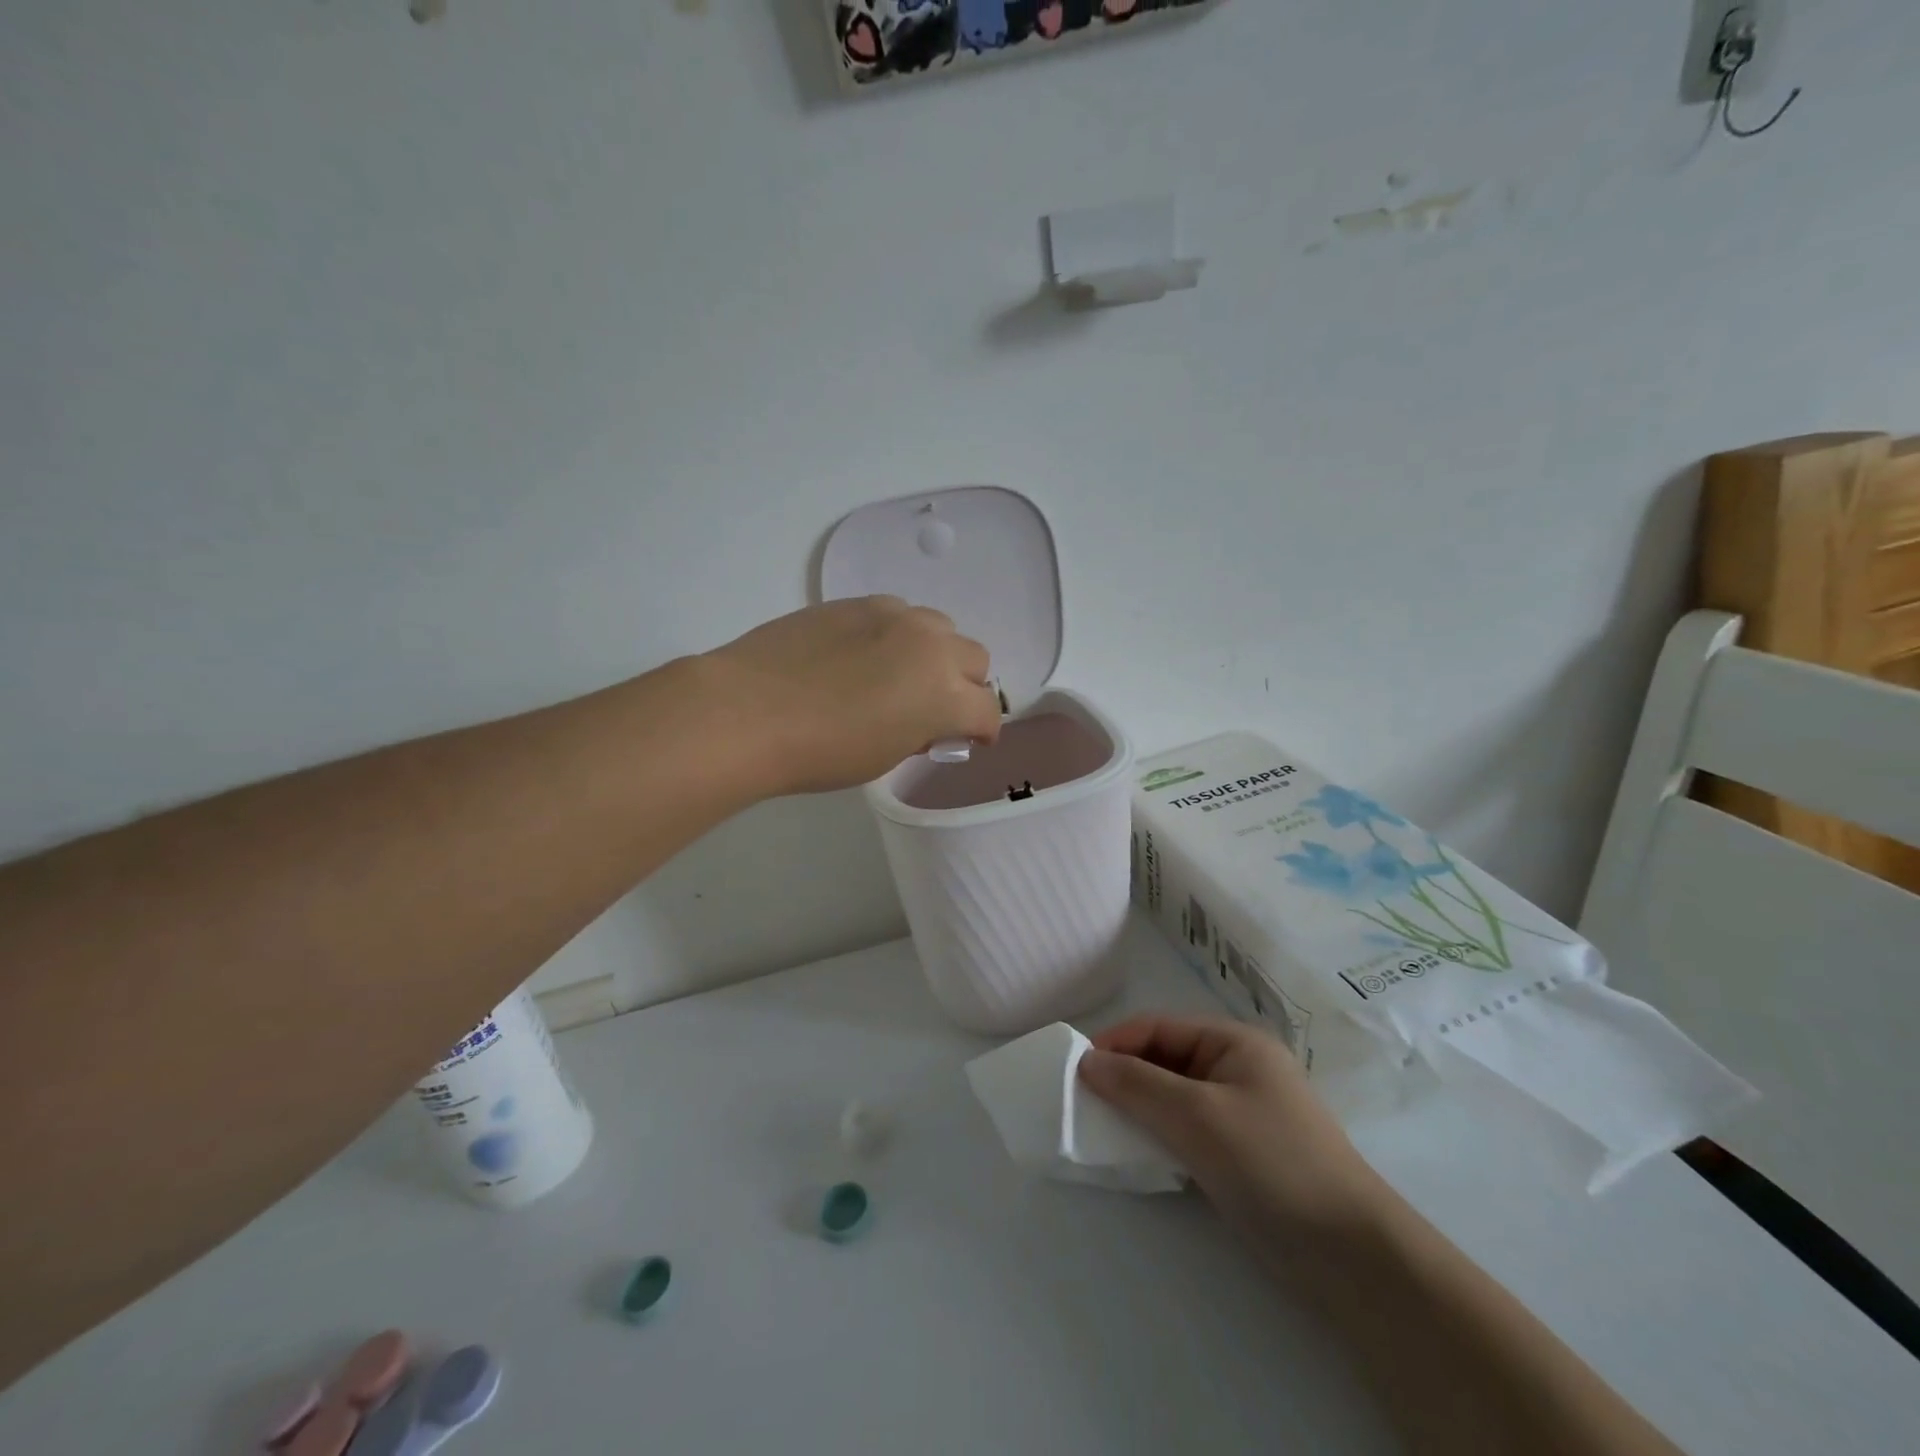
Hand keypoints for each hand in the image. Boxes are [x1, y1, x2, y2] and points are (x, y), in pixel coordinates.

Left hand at [700, 597, 1001, 796]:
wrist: (748, 711)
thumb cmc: (820, 752)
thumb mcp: (885, 756)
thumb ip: (921, 732)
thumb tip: (926, 721)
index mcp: (944, 693)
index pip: (987, 710)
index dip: (981, 730)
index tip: (966, 740)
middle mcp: (930, 645)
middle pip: (975, 659)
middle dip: (964, 686)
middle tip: (933, 708)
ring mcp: (893, 616)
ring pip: (939, 628)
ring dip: (933, 653)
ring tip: (899, 675)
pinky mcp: (856, 602)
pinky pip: (896, 614)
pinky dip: (896, 635)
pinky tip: (862, 655)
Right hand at [1078, 1016, 1386, 1255]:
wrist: (1350, 1255)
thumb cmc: (1271, 1163)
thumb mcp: (1197, 1116)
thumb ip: (1137, 1084)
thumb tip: (1086, 1062)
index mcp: (1234, 1042)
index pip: (1158, 1027)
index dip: (1115, 1043)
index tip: (1075, 1072)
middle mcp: (1238, 1067)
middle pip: (1165, 1059)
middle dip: (1124, 1076)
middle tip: (1084, 1104)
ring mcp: (1242, 1111)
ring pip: (1174, 1096)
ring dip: (1139, 1108)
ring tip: (1104, 1130)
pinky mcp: (1243, 1152)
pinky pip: (1188, 1128)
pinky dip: (1160, 1135)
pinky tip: (1140, 1154)